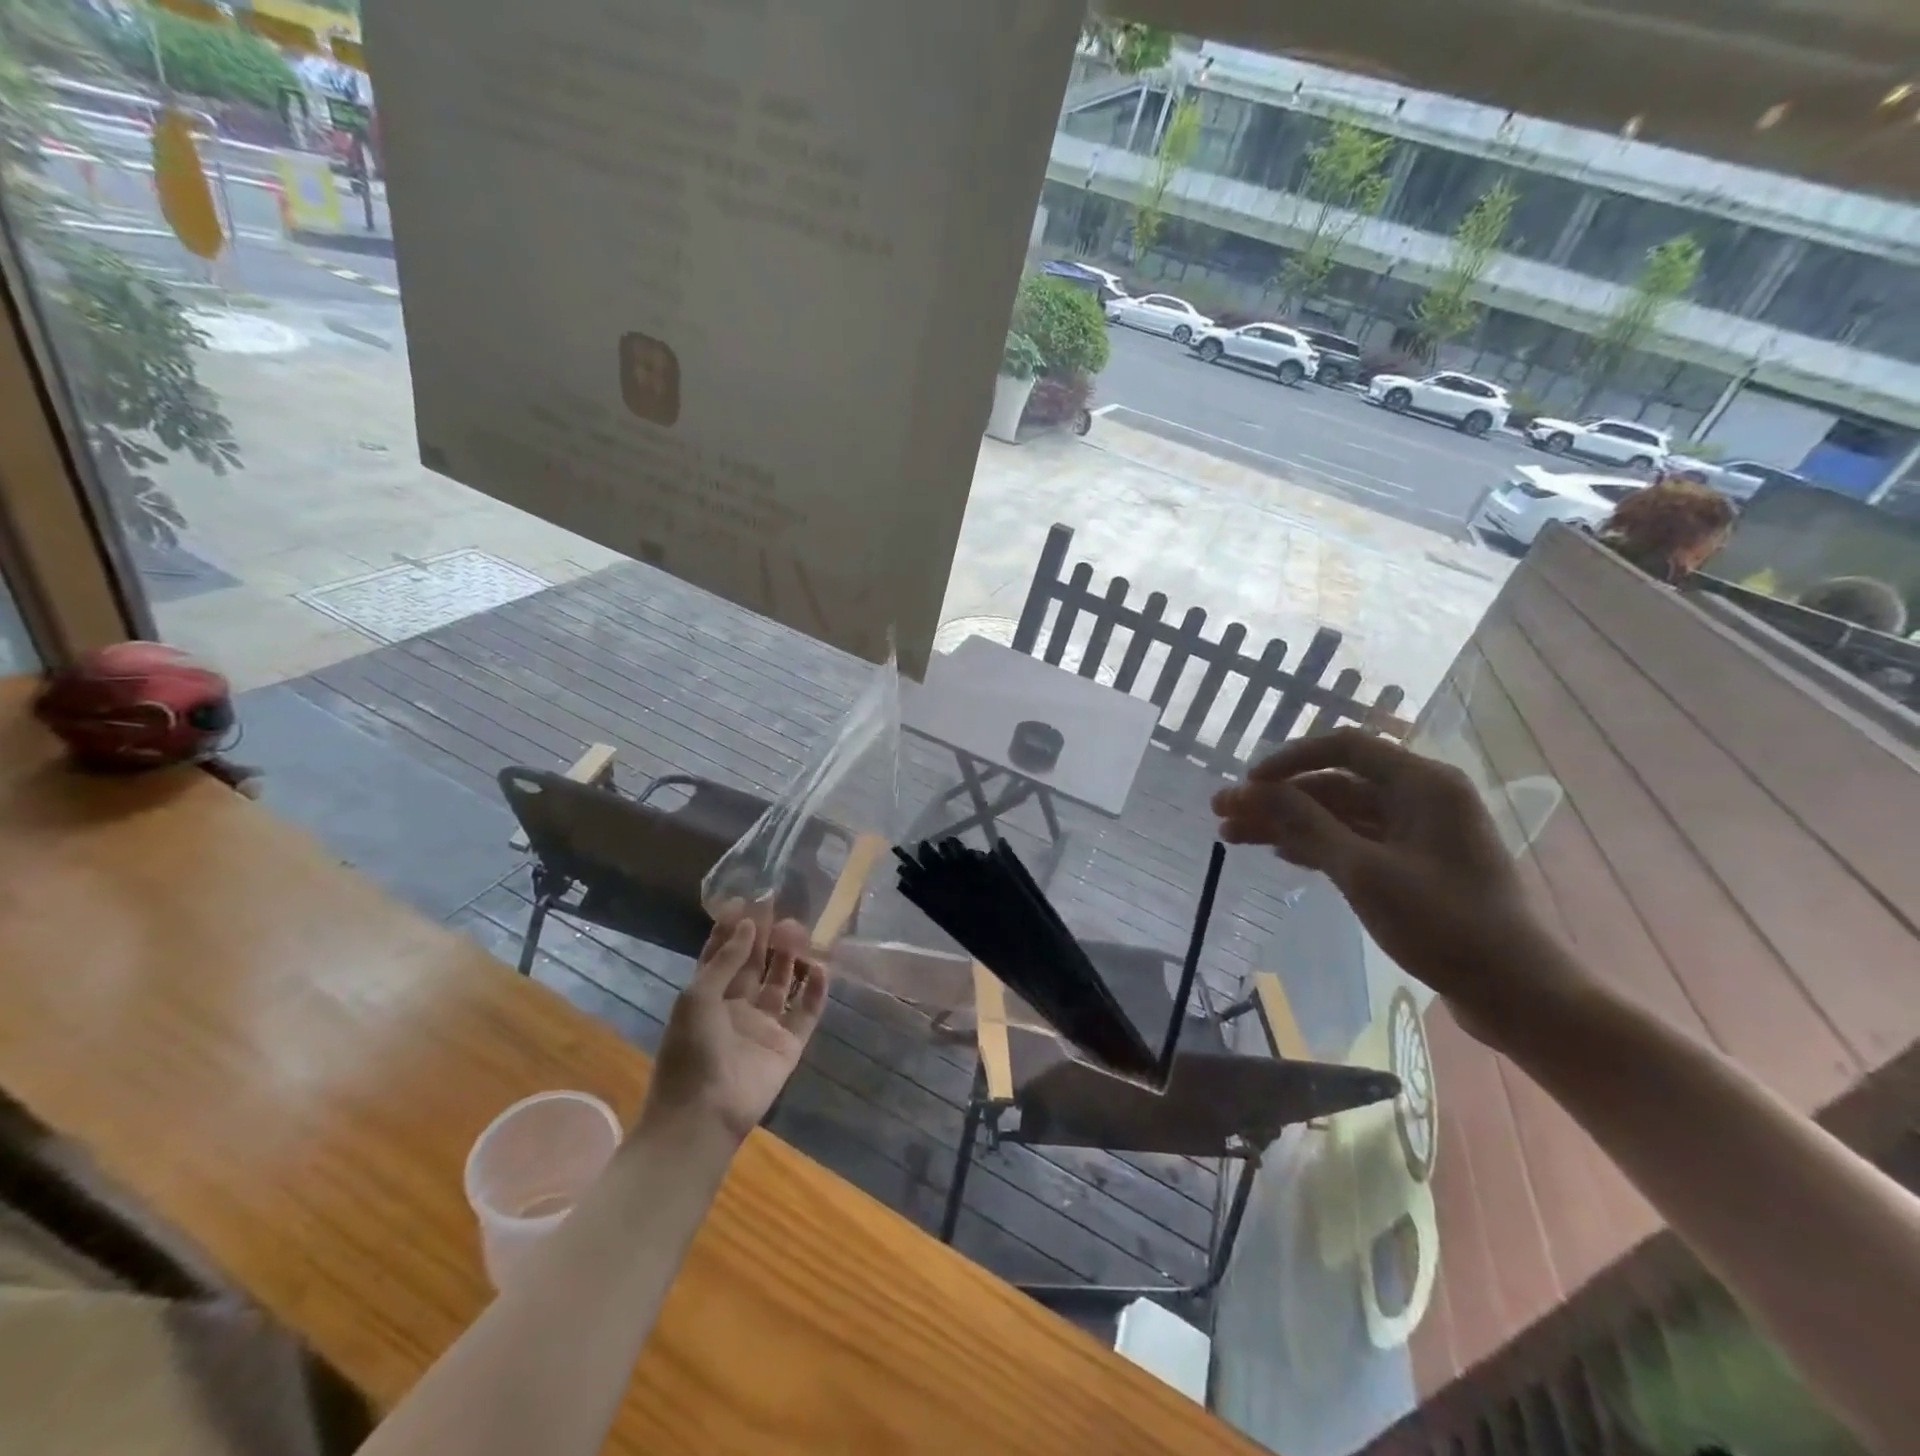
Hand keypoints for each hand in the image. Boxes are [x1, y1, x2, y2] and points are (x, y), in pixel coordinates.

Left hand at [641, 914, 827, 1144]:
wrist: (702, 1114)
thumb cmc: (690, 1051)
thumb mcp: (697, 997)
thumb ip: (725, 960)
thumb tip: (747, 923)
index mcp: (709, 997)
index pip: (724, 954)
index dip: (735, 928)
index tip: (749, 899)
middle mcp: (738, 1007)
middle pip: (756, 964)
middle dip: (767, 936)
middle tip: (781, 908)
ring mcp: (765, 1026)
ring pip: (783, 982)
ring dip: (791, 957)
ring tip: (800, 931)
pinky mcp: (788, 1045)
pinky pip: (806, 1012)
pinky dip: (816, 990)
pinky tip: (822, 967)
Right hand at [1213, 729, 1581, 1039]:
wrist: (1516, 992)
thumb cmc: (1443, 925)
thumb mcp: (1364, 872)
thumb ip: (1307, 825)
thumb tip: (1253, 789)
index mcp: (1422, 784)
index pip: (1344, 747)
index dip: (1289, 760)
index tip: (1247, 783)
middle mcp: (1421, 797)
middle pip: (1334, 784)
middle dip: (1276, 798)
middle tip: (1222, 814)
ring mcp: (1418, 833)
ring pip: (1339, 815)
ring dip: (1288, 824)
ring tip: (1233, 837)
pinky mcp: (1414, 865)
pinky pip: (1354, 841)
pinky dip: (1316, 845)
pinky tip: (1279, 855)